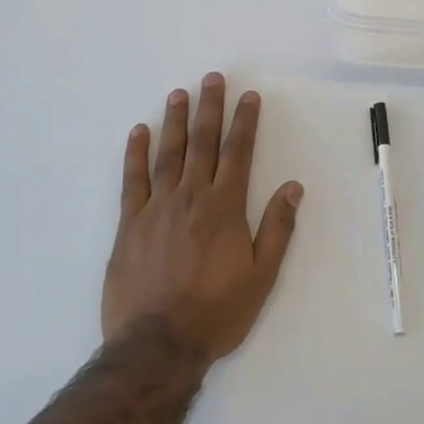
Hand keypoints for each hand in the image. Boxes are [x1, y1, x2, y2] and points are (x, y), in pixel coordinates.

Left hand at [102, 73, 303, 365]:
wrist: (158, 344)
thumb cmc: (216, 312)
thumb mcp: (261, 276)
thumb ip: (277, 228)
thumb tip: (293, 187)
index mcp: (225, 208)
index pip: (238, 154)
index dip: (244, 123)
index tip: (248, 96)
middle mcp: (191, 198)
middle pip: (202, 144)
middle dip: (210, 109)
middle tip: (212, 78)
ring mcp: (156, 208)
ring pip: (168, 154)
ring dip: (175, 121)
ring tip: (179, 93)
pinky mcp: (130, 224)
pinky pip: (133, 180)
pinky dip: (136, 154)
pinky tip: (139, 132)